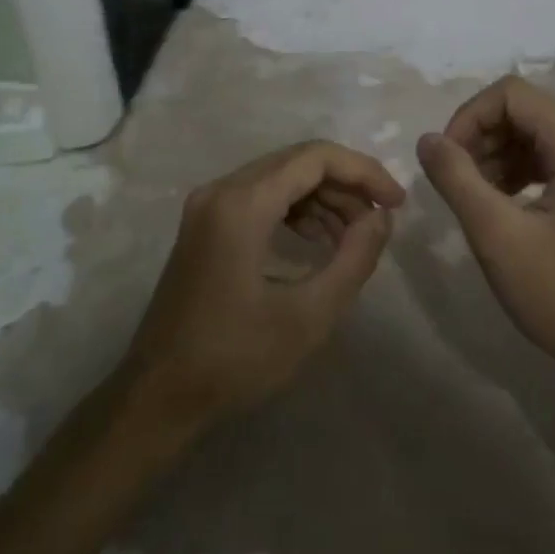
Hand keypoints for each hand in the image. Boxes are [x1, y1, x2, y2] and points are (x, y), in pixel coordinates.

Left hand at [120, 141, 404, 428]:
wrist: (158, 395)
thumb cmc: (235, 359)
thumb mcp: (308, 316)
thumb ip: (354, 259)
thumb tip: (381, 218)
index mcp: (242, 203)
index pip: (315, 158)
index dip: (363, 172)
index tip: (396, 202)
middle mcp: (222, 189)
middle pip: (298, 162)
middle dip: (346, 185)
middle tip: (379, 222)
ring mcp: (209, 204)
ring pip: (280, 176)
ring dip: (323, 197)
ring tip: (354, 236)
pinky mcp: (206, 222)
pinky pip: (261, 195)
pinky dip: (296, 208)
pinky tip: (317, 240)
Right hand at [417, 76, 554, 381]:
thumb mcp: (497, 236)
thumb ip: (456, 178)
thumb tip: (427, 139)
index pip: (512, 95)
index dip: (470, 116)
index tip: (446, 158)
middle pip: (524, 111)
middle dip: (481, 136)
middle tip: (454, 178)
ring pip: (533, 134)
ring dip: (495, 154)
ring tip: (471, 194)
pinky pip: (548, 159)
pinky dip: (515, 171)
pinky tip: (497, 203)